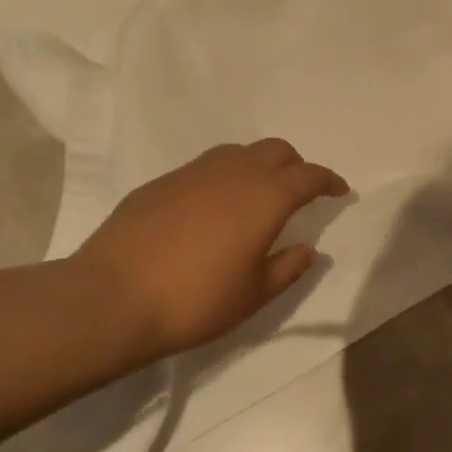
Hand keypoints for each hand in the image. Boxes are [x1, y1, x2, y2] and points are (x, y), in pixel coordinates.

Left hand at [71, 139, 349, 364]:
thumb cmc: (195, 300)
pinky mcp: (162, 182)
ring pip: (238, 153)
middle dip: (295, 166)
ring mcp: (193, 172)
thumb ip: (287, 268)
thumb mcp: (253, 295)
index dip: (328, 181)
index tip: (339, 191)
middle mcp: (233, 172)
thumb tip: (309, 249)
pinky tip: (212, 209)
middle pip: (276, 151)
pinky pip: (205, 167)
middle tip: (299, 192)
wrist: (112, 296)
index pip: (308, 176)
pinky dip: (223, 177)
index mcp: (265, 197)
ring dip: (258, 166)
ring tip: (256, 196)